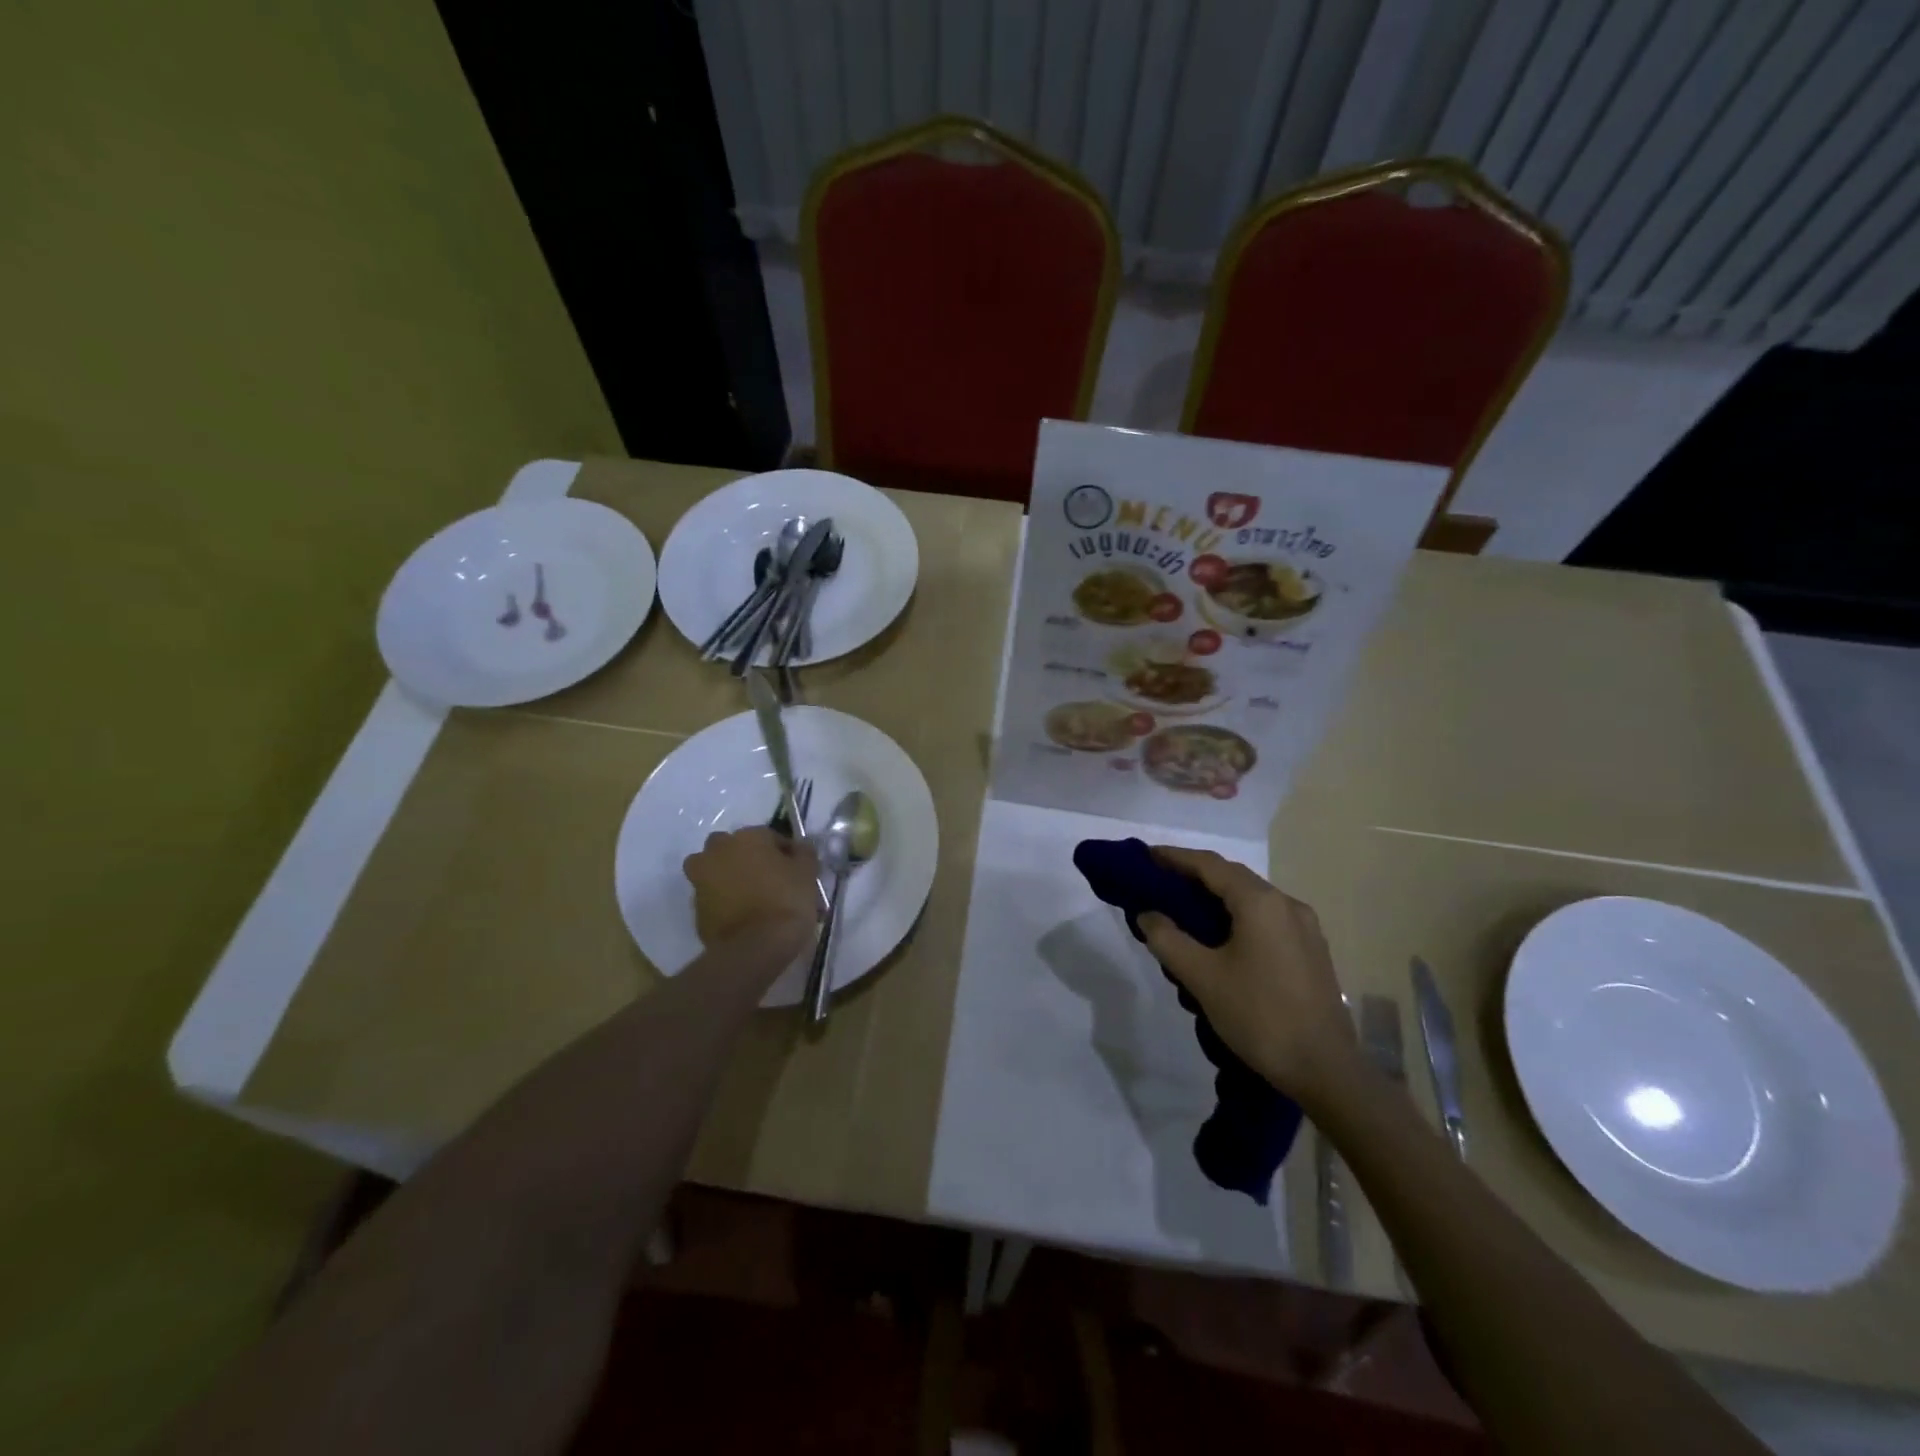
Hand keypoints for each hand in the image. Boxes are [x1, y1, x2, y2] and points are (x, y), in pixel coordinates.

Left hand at [682, 828, 817, 951]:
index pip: (770, 836)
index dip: (784, 853)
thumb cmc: (786, 901)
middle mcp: (719, 850)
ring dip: (728, 876)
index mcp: (747, 837)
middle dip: (747, 858)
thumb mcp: (808, 873)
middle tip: (767, 879)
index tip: (795, 870)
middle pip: (734, 848)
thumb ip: (804, 853)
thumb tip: (800, 847)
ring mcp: (701, 879)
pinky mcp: (695, 907)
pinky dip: (722, 901)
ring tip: (750, 897)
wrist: (755, 947)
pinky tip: (740, 915)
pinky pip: (712, 896)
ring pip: (715, 870)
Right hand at [1138, 846, 1357, 1102]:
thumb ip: (1168, 939)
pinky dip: (1237, 916)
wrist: (1326, 1070)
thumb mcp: (1202, 977)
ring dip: (1216, 897)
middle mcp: (1287, 904)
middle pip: (1232, 877)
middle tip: (1158, 882)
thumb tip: (1147, 914)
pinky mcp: (1311, 950)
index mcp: (1261, 902)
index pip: (1210, 865)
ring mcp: (1305, 927)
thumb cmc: (1259, 1016)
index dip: (1175, 857)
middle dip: (1194, 876)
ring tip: (1183, 909)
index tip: (1146, 856)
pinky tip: (1220, 937)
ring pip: (1251, 899)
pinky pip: (1266, 919)